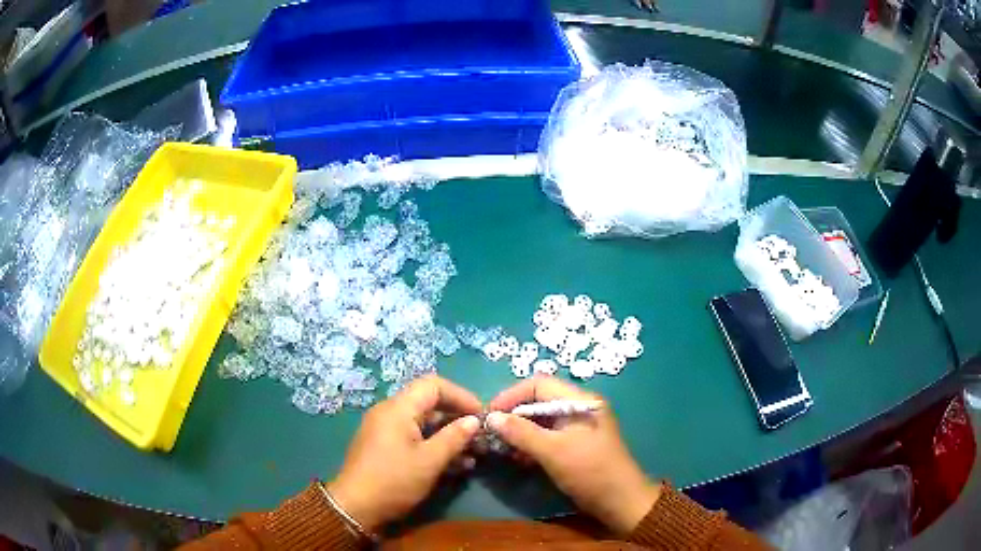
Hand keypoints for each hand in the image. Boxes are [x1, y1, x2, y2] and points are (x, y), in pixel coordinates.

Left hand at [327, 375, 481, 530]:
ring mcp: (386, 430)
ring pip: (424, 423)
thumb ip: (454, 438)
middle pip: (429, 403)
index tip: (481, 415)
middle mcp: (390, 412)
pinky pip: (414, 437)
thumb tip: (474, 420)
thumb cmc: (394, 481)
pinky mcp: (385, 446)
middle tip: (481, 437)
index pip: (433, 385)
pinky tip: (456, 464)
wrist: (355, 507)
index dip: (461, 396)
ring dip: (449, 435)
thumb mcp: (429, 461)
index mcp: (398, 409)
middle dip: (457, 418)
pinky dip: (434, 445)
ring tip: (474, 454)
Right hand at [487, 376, 660, 534]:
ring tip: (502, 448)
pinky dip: (530, 444)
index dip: (511, 395)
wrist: (620, 501)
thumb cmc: (590, 471)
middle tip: (492, 433)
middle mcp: (578, 408)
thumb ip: (521, 432)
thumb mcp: (553, 451)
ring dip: (520, 432)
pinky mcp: (573, 445)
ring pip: (540, 421)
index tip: (489, 414)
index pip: (538, 384)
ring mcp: (577, 427)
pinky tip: (519, 458)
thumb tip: (491, 417)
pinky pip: (546, 437)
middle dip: (513, 415)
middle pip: (538, 401)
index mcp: (579, 401)